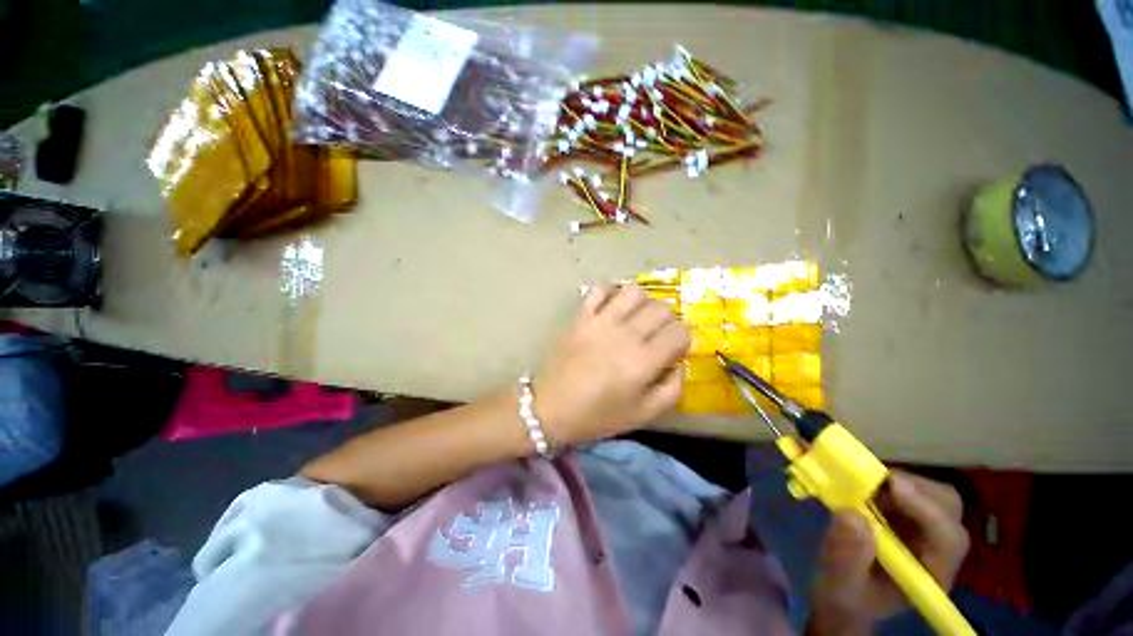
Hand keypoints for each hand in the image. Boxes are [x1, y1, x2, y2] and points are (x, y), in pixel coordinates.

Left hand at [534, 284, 689, 446]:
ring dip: (641, 301)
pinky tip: (611, 306)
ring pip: (633, 291)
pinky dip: (609, 292)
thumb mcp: (643, 415)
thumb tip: (680, 365)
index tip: (673, 348)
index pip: (680, 331)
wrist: (551, 408)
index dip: (682, 338)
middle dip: (666, 319)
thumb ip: (671, 390)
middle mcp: (626, 334)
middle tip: (656, 333)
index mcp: (644, 360)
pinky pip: (599, 290)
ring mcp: (600, 321)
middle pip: (661, 307)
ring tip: (635, 316)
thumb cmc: (598, 416)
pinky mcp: (580, 317)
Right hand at [806, 471, 969, 635]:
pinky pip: (909, 488)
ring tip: (864, 482)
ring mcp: (924, 529)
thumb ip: (846, 557)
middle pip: (948, 508)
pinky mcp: (907, 514)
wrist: (842, 593)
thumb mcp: (840, 584)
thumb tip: (851, 515)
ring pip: (931, 493)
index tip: (892, 486)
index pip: (947, 538)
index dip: (927, 510)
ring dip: (900, 481)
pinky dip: (887, 480)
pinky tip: (864, 484)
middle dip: (915, 489)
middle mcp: (938, 548)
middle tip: (874, 480)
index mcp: (932, 573)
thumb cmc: (845, 595)